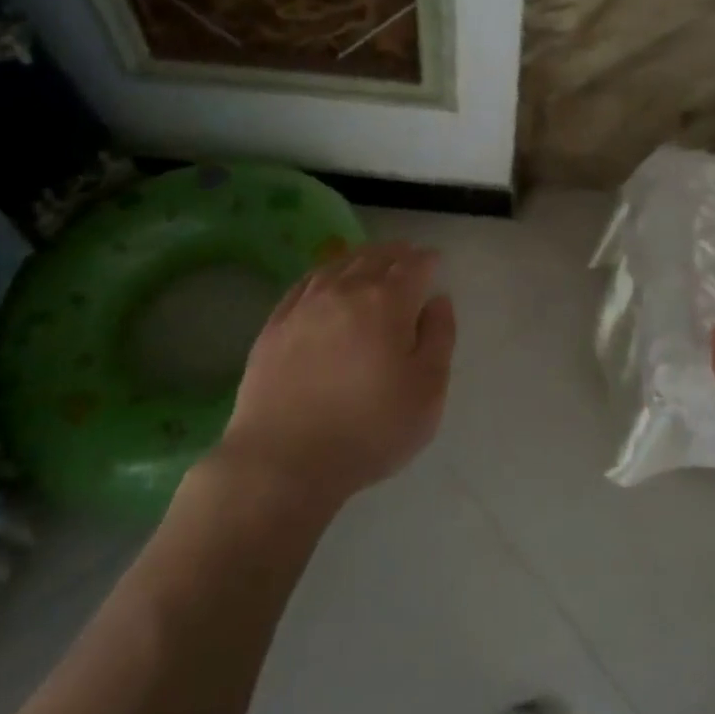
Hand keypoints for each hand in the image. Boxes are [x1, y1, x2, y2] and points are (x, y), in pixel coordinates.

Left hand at [216, 242, 455, 507]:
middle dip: (396, 253)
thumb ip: (439, 338)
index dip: (428, 260)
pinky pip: (305, 283)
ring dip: (361, 257)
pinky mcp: (274, 324)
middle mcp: (345, 290)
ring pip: (338, 265)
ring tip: (372, 260)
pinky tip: (327, 281)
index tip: (435, 261)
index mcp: (387, 302)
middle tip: (408, 254)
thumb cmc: (368, 430)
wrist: (282, 460)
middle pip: (375, 257)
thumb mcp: (427, 392)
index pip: (414, 266)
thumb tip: (438, 301)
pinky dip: (325, 274)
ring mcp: (304, 305)